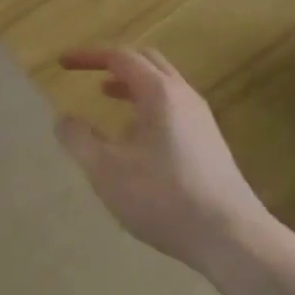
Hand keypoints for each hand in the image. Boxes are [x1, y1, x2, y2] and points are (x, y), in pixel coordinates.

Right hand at [54, 48, 267, 270]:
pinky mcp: (210, 143)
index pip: (121, 57)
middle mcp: (184, 96)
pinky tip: (136, 139)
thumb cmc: (164, 198)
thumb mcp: (107, 171)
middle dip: (114, 63)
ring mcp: (202, 119)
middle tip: (88, 74)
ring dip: (132, 85)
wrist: (232, 238)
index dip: (89, 56)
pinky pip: (174, 108)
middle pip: (147, 62)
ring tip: (107, 99)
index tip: (63, 63)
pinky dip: (148, 106)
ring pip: (163, 86)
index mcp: (159, 93)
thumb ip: (79, 139)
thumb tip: (63, 118)